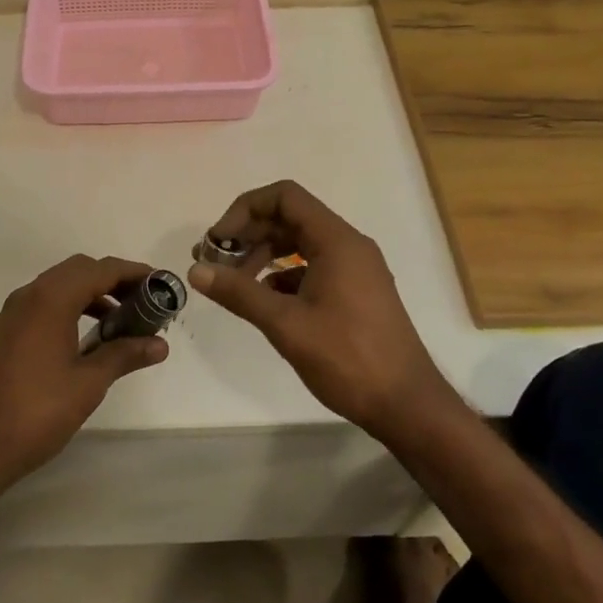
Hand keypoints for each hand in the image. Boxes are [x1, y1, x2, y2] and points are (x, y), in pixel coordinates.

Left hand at [0, 255, 167, 497]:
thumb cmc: (36, 413)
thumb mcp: (88, 384)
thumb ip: (124, 355)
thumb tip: (160, 345)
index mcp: (51, 300)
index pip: (100, 270)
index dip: (132, 272)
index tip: (159, 283)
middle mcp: (27, 296)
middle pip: (77, 271)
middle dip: (111, 280)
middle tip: (140, 301)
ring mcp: (8, 315)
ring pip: (55, 287)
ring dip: (87, 295)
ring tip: (115, 323)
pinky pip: (38, 307)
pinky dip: (64, 309)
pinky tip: (77, 342)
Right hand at [190, 181, 459, 445]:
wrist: (407, 405)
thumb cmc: (348, 358)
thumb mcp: (286, 324)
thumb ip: (240, 292)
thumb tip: (196, 270)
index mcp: (336, 240)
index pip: (284, 197)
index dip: (245, 210)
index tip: (218, 240)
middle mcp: (348, 245)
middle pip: (290, 218)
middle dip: (249, 234)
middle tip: (214, 261)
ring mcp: (355, 269)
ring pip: (300, 244)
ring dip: (264, 255)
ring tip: (233, 282)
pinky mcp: (356, 292)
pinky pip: (312, 267)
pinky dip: (283, 275)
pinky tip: (263, 300)